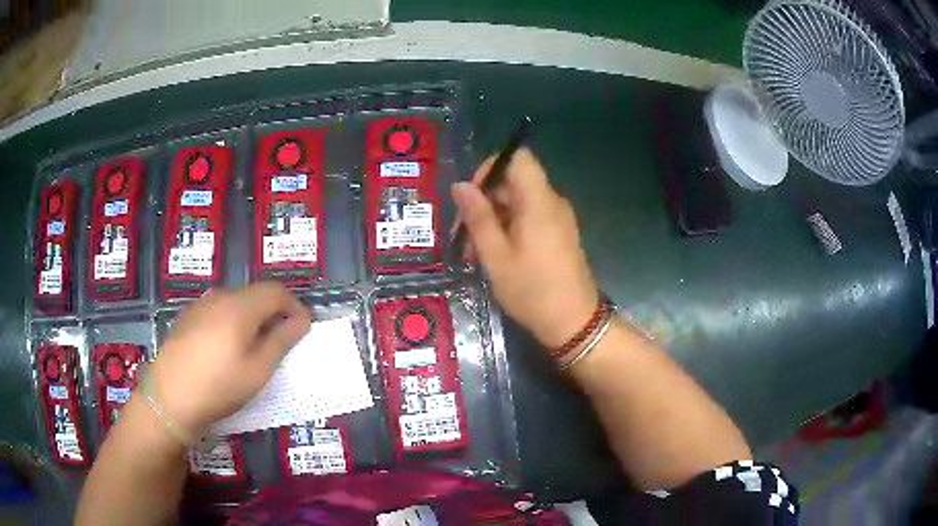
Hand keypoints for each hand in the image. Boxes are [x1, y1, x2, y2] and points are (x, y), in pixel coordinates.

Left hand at [146, 282, 310, 437]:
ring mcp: (200, 305)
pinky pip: (217, 310)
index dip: (294, 306)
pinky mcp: (187, 316)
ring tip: (252, 347)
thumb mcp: (258, 370)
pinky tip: (224, 348)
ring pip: (235, 302)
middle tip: (280, 342)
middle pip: (254, 294)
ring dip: (251, 317)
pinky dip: (231, 321)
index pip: (276, 291)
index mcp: (240, 306)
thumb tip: (301, 320)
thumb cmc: (219, 386)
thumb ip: (281, 341)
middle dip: (273, 312)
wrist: (169, 397)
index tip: (303, 329)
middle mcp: (220, 297)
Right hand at [452, 148, 598, 348]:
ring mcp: (558, 219)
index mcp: (539, 201)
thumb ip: (478, 217)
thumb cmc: (532, 290)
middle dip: (484, 200)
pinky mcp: (559, 234)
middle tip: (462, 234)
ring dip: (493, 219)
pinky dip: (508, 229)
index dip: (491, 168)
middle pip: (514, 181)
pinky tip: (493, 255)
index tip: (472, 197)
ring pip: (519, 202)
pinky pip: (530, 218)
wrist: (574, 322)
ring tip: (472, 252)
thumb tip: (461, 185)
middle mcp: (552, 202)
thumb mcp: (496, 256)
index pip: (518, 158)